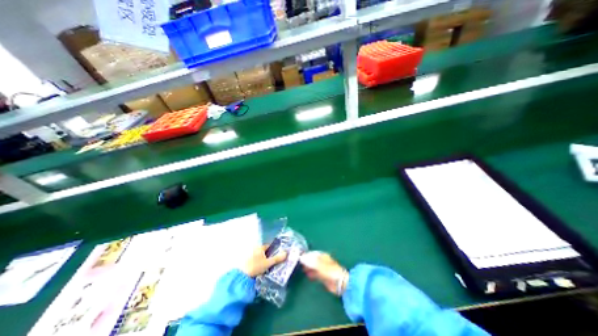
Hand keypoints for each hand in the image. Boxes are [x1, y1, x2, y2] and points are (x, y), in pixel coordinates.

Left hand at [240, 245, 286, 276]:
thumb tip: (286, 253)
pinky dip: (257, 262)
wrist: (241, 276)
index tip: (277, 254)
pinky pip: (254, 259)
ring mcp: (249, 254)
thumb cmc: (255, 267)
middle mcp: (254, 248)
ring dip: (262, 259)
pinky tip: (258, 268)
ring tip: (266, 266)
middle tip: (272, 261)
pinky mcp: (245, 260)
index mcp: (260, 247)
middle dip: (268, 255)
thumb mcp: (268, 263)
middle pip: (264, 250)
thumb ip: (277, 258)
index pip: (269, 246)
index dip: (273, 249)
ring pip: (259, 255)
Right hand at [302, 250, 347, 295]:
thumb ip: (310, 262)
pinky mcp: (323, 276)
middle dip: (306, 261)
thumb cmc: (330, 271)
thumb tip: (301, 258)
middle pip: (312, 260)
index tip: (299, 257)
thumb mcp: (320, 265)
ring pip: (313, 267)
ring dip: (308, 267)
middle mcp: (322, 261)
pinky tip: (307, 275)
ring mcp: (323, 269)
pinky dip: (311, 273)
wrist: (340, 283)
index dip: (306, 255)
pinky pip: (315, 273)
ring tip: (301, 269)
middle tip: (298, 263)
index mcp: (322, 256)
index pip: (312, 254)